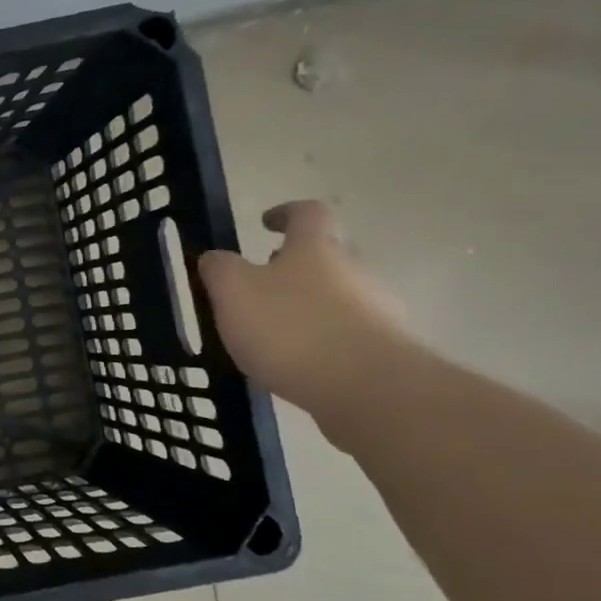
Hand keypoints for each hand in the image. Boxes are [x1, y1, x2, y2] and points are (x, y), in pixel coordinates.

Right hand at [196, 201, 417, 430]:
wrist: (366, 388)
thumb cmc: (290, 328)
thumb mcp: (233, 292)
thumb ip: (219, 270)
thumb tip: (215, 258)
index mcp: (315, 249)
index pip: (308, 213)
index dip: (286, 212)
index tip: (265, 222)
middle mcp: (353, 271)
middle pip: (324, 257)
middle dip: (293, 268)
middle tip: (258, 288)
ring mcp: (376, 311)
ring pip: (336, 297)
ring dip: (306, 307)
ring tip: (270, 335)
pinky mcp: (384, 350)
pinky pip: (345, 335)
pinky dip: (319, 342)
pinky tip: (296, 365)